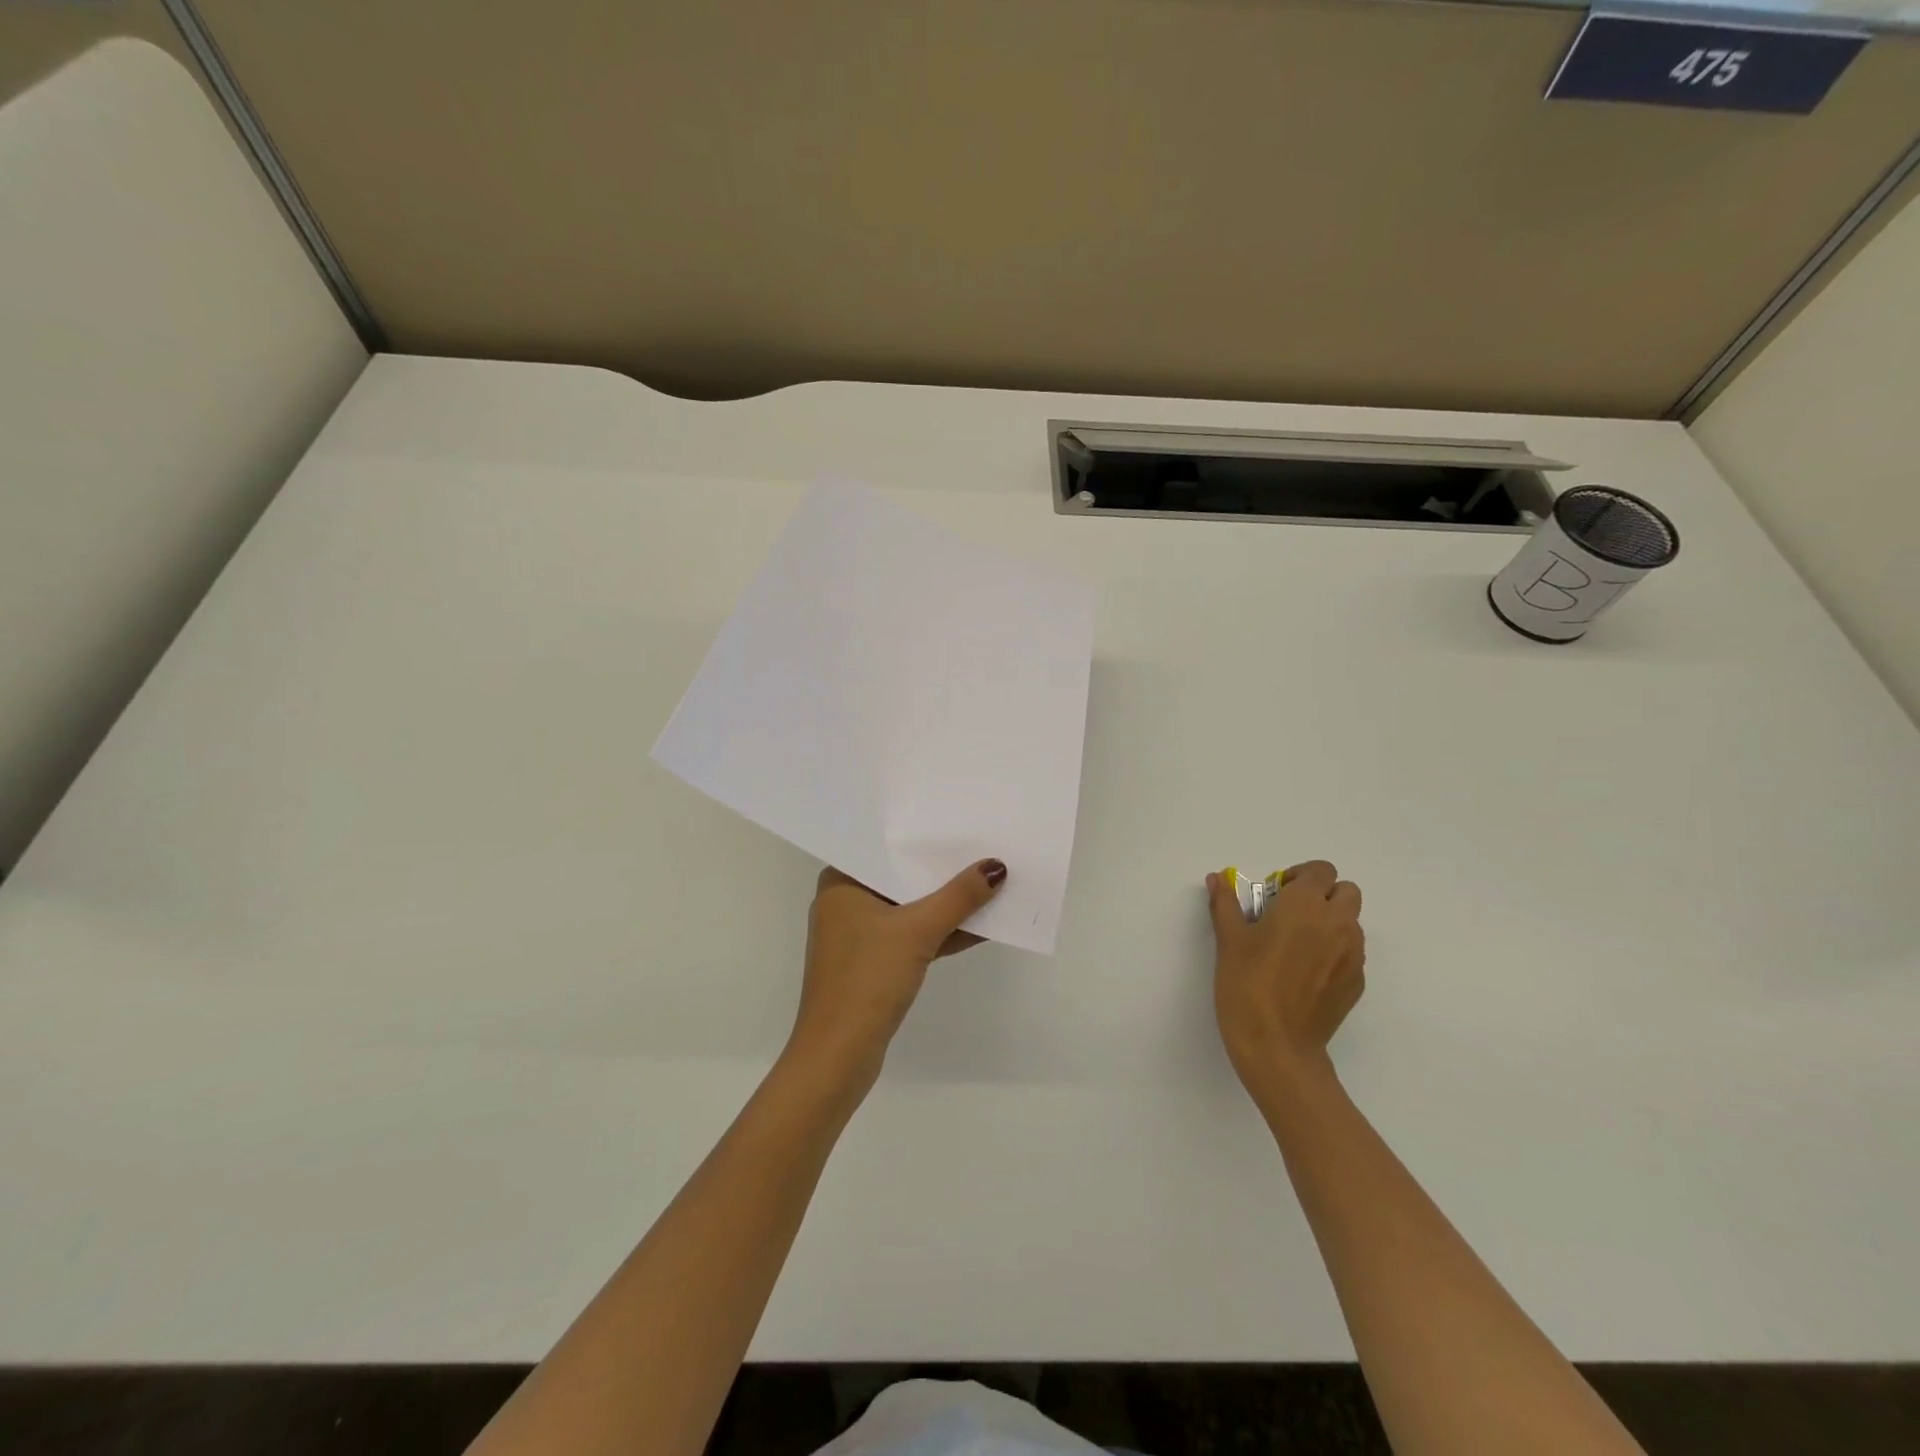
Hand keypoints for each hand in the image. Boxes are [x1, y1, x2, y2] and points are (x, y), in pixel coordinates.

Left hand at [786, 859, 1007, 1090]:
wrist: (838, 1055)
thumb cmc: (868, 978)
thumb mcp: (918, 930)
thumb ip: (959, 897)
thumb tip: (996, 867)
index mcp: (841, 882)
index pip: (886, 847)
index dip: (923, 836)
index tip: (959, 821)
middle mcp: (846, 902)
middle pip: (902, 877)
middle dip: (941, 870)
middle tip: (983, 846)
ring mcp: (859, 935)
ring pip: (910, 908)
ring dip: (947, 904)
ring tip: (991, 884)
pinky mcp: (874, 963)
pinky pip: (912, 936)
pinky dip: (940, 932)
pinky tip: (980, 926)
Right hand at [1206, 860, 1365, 1095]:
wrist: (1277, 1045)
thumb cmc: (1247, 983)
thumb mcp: (1228, 940)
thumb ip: (1225, 903)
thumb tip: (1217, 878)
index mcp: (1305, 905)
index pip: (1320, 871)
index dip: (1299, 877)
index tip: (1276, 894)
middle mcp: (1337, 923)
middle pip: (1346, 891)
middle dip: (1322, 895)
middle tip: (1290, 914)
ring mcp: (1353, 955)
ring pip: (1351, 922)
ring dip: (1330, 922)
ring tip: (1297, 946)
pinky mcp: (1357, 982)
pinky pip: (1351, 953)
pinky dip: (1334, 951)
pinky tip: (1305, 974)